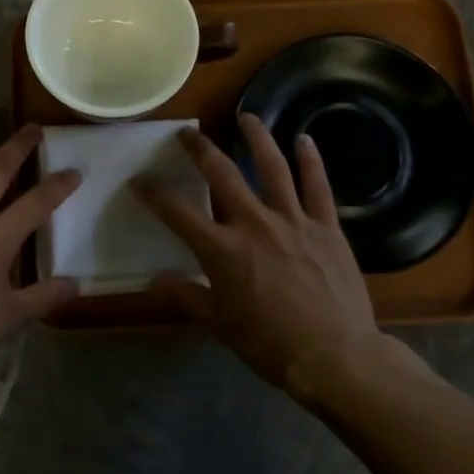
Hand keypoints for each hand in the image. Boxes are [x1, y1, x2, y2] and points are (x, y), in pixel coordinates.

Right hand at [134, 115, 400, 396]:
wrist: (335, 356)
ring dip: (257, 138)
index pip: (177, 213)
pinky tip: (305, 139)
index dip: (153, 194)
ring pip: (272, 168)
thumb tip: (154, 280)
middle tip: (187, 132)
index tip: (138, 180)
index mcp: (223, 250)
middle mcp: (254, 224)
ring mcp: (293, 221)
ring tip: (246, 117)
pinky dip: (311, 161)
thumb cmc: (270, 344)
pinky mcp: (326, 227)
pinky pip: (318, 186)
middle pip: (222, 175)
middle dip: (200, 150)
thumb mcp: (219, 323)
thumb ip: (186, 296)